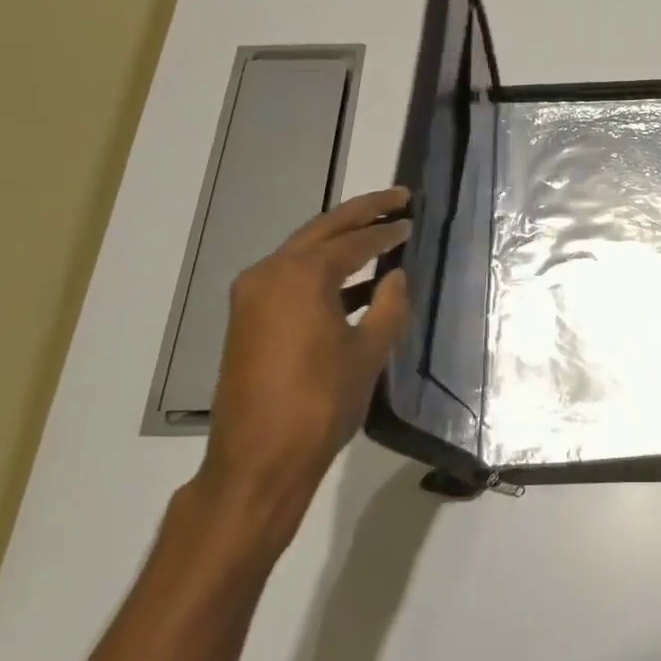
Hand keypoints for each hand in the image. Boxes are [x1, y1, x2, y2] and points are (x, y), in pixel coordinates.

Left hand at [194, 187, 412, 552]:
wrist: (257, 461)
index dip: (387, 231)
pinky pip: (291, 279)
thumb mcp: (368, 353)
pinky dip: (323, 273)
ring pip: (303, 253)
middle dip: (362, 214)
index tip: (412, 219)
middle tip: (398, 199)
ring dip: (341, 243)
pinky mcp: (248, 319)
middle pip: (322, 231)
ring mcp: (252, 296)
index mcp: (299, 275)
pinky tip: (355, 284)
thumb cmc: (320, 403)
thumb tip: (397, 276)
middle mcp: (269, 274)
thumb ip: (390, 305)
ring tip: (381, 234)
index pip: (352, 241)